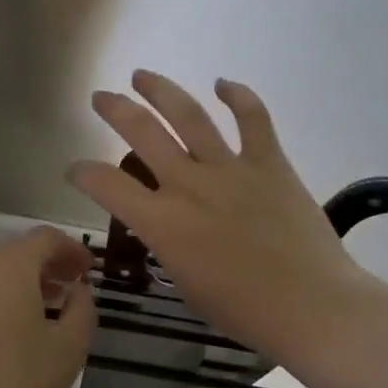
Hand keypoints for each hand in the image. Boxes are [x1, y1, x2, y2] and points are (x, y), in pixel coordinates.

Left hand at [0, 227, 95, 387]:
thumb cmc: (16, 380)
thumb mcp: (69, 348)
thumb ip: (83, 310)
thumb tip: (78, 292)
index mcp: (10, 267)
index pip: (45, 238)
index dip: (72, 249)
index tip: (90, 270)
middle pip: (19, 253)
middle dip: (50, 265)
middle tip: (76, 287)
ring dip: (28, 285)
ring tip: (54, 310)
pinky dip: (7, 301)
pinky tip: (21, 333)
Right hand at [67, 71, 381, 363]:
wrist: (311, 306)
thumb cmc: (245, 311)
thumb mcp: (187, 285)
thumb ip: (171, 247)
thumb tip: (172, 227)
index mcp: (163, 223)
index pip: (107, 185)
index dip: (83, 172)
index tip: (76, 169)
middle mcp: (189, 185)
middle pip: (142, 132)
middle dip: (115, 110)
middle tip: (101, 97)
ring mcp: (231, 169)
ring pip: (188, 115)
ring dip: (161, 90)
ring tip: (142, 76)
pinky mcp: (269, 163)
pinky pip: (253, 118)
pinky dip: (238, 96)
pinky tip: (223, 83)